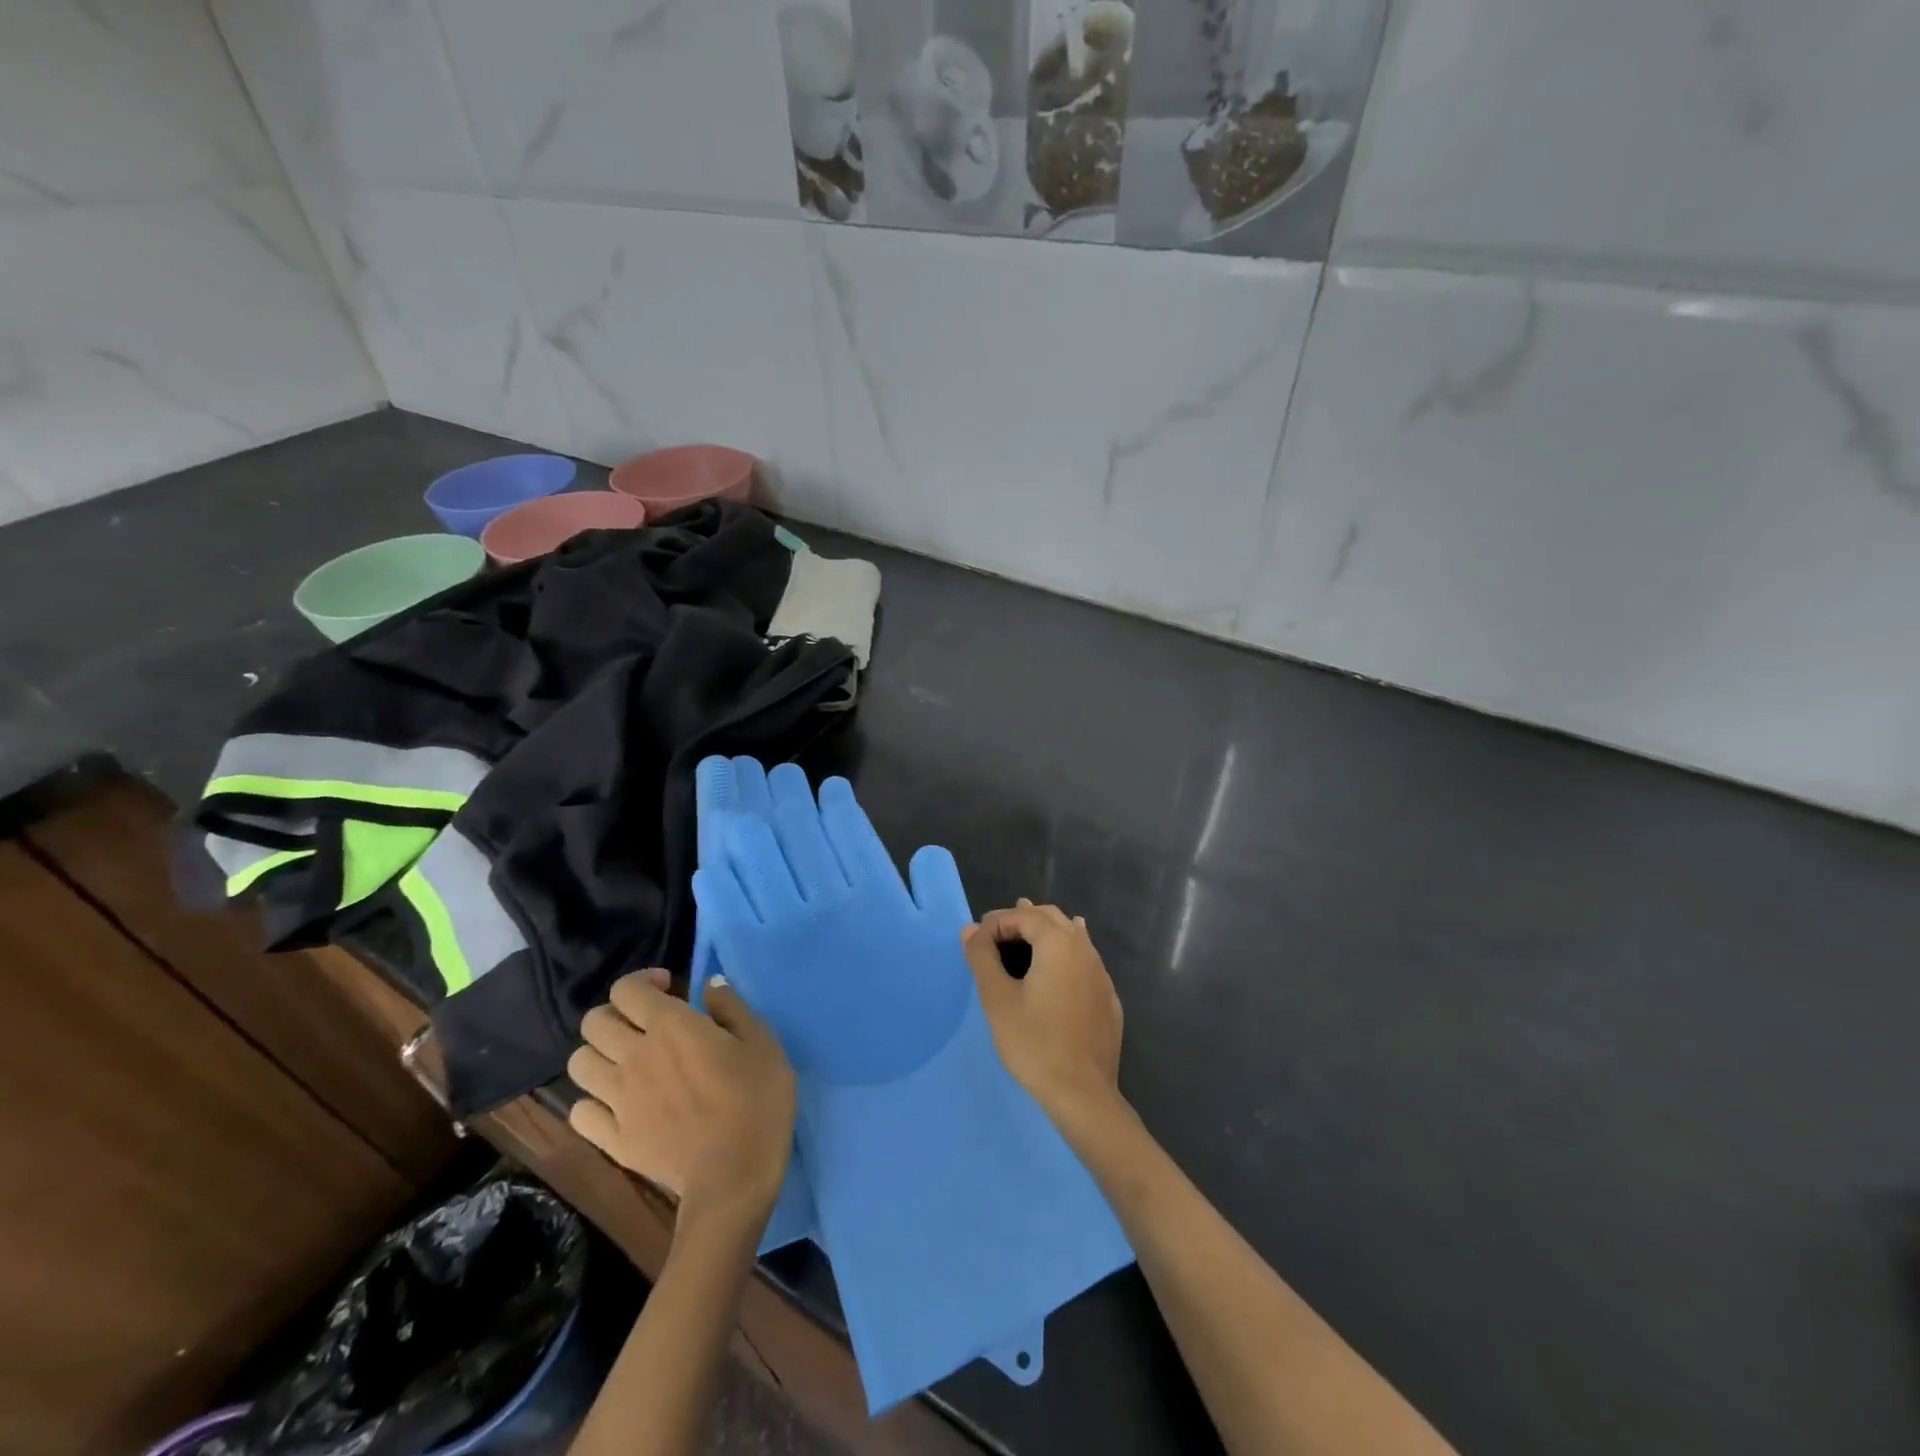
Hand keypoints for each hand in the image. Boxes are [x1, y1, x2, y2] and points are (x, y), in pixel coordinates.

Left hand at [568, 969, 796, 1228]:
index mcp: (670, 1026)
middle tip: (646, 1026)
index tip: (670, 989)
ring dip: (600, 1054)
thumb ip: (731, 1007)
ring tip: (628, 1063)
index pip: (627, 989)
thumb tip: (709, 984)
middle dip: (617, 1014)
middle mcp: (633, 1055)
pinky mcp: (611, 1139)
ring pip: (578, 1063)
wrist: (734, 1176)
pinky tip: (617, 1105)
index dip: (643, 981)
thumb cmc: (756, 1101)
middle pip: (594, 1021)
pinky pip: (580, 1111)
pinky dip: (593, 1102)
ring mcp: (617, 1099)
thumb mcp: (761, 1042)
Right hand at [962, 900, 1125, 1127]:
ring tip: (1023, 941)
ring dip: (1044, 933)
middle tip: (995, 933)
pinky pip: (1084, 961)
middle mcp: (1084, 949)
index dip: (996, 922)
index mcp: (1058, 943)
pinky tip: (1057, 969)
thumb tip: (970, 929)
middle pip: (1051, 918)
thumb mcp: (997, 998)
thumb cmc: (1034, 1042)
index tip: (975, 940)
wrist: (1082, 1093)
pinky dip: (1063, 954)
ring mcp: (1101, 973)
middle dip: (1022, 919)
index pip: (1023, 916)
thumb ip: (982, 957)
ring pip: (1072, 936)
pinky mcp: (1107, 997)